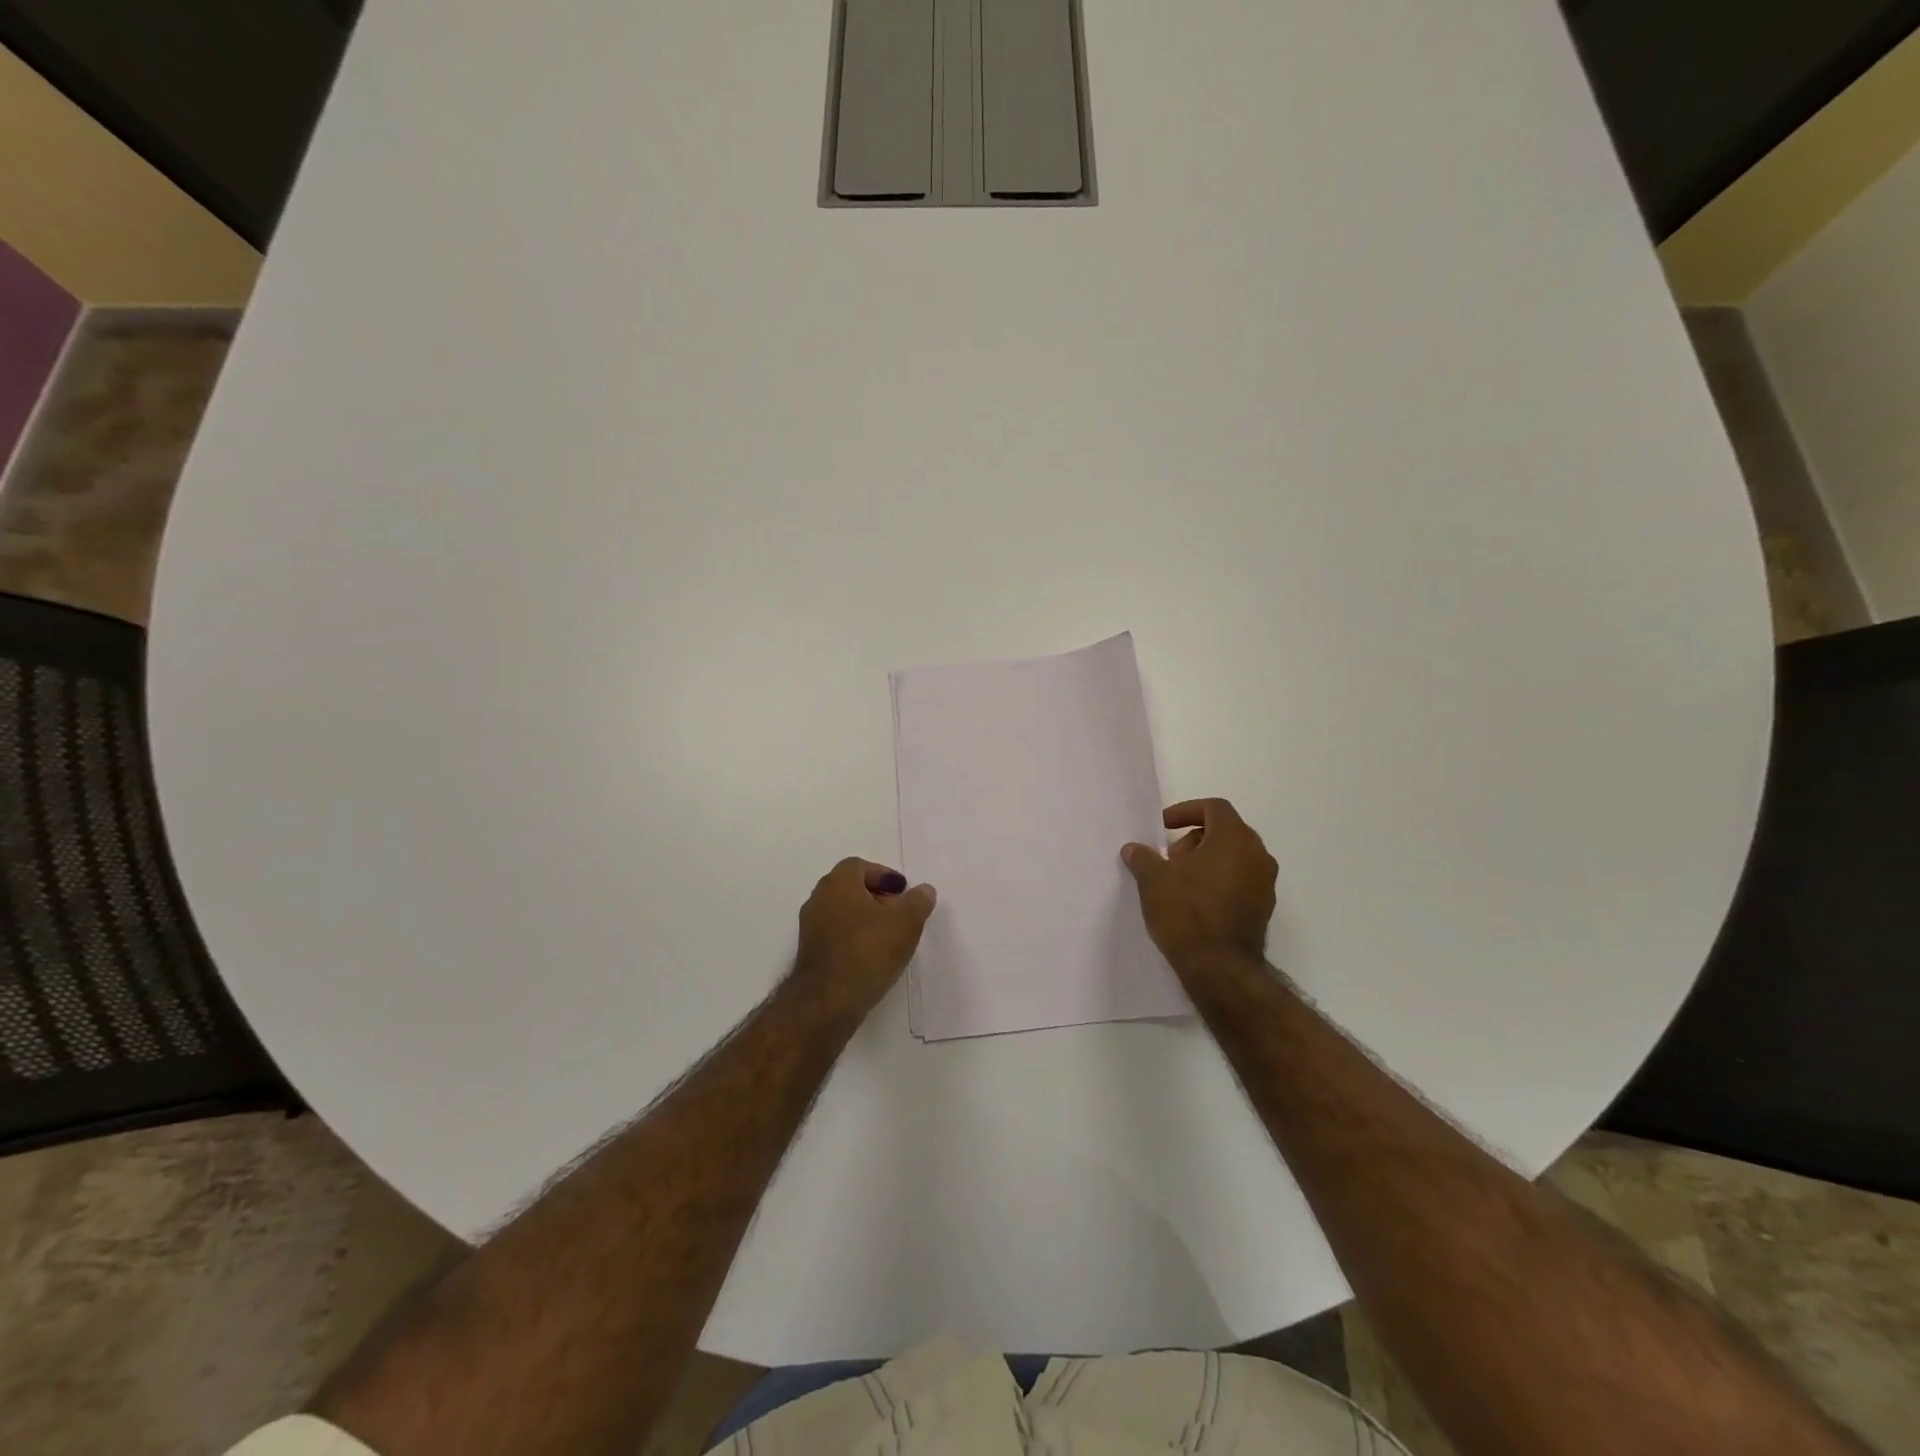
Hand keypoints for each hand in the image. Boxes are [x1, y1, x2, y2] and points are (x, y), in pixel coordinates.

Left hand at [795, 858, 937, 1008]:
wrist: (827, 1002)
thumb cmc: (868, 952)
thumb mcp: (906, 923)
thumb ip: (918, 902)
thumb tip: (924, 890)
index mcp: (837, 884)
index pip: (859, 866)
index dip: (883, 874)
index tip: (902, 891)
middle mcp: (819, 899)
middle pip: (850, 888)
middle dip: (877, 896)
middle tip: (900, 912)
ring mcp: (810, 927)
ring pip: (842, 912)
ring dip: (866, 918)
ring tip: (890, 936)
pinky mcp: (810, 953)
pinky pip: (836, 934)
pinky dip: (854, 937)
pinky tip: (872, 956)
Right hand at [1122, 798, 1277, 964]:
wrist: (1219, 967)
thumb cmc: (1186, 911)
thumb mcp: (1153, 880)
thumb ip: (1143, 858)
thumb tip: (1133, 849)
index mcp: (1234, 838)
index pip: (1214, 807)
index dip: (1186, 811)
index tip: (1163, 827)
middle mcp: (1257, 855)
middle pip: (1226, 831)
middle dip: (1194, 838)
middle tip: (1170, 859)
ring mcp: (1265, 883)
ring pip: (1235, 857)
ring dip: (1207, 861)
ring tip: (1179, 882)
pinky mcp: (1264, 908)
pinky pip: (1240, 881)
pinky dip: (1219, 881)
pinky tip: (1195, 902)